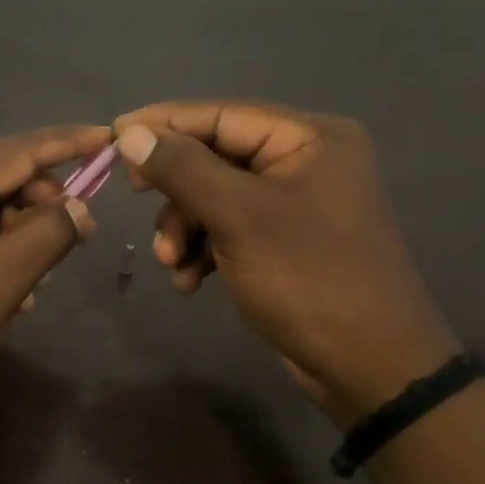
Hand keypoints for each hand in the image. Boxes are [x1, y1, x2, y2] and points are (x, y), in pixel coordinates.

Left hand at [0, 125, 105, 411]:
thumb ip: (44, 236)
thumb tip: (80, 205)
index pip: (16, 150)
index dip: (67, 143)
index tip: (110, 136)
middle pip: (3, 173)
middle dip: (44, 201)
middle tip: (79, 235)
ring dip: (21, 229)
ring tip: (36, 275)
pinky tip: (10, 283)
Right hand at [112, 101, 460, 425]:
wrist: (372, 369)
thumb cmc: (309, 279)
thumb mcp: (238, 217)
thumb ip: (182, 169)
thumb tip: (130, 132)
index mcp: (309, 138)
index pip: (220, 115)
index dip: (163, 124)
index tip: (112, 137)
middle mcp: (305, 159)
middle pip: (214, 156)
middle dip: (177, 192)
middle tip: (137, 201)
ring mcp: (295, 201)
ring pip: (214, 195)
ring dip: (185, 227)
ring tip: (173, 264)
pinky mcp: (285, 239)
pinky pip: (229, 227)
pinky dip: (203, 249)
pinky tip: (191, 280)